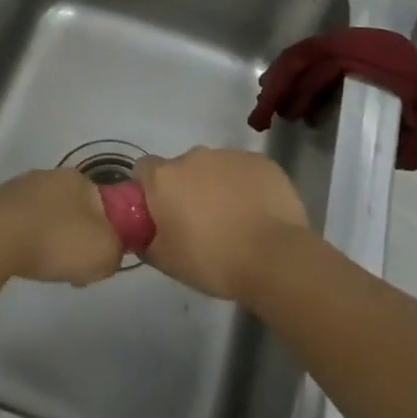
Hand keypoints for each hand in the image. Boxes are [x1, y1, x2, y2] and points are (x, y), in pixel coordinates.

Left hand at [0, 168, 124, 285]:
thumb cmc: (57, 241)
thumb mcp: (105, 254)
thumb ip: (117, 252)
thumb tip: (109, 252)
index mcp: (81, 179)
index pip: (104, 205)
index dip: (107, 234)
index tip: (99, 258)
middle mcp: (51, 175)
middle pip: (75, 211)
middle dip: (76, 239)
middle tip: (73, 268)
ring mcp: (21, 186)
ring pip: (46, 217)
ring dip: (49, 240)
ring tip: (43, 268)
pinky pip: (20, 224)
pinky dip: (24, 241)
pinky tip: (20, 259)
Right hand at [136, 147, 308, 300]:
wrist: (275, 257)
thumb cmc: (212, 260)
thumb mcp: (166, 261)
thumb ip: (145, 240)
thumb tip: (141, 233)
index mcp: (165, 177)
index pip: (144, 170)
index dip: (149, 191)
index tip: (160, 215)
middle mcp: (194, 156)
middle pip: (182, 169)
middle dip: (186, 190)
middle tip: (199, 224)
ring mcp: (230, 156)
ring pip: (214, 169)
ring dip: (216, 187)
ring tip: (233, 222)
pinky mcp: (262, 162)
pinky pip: (244, 172)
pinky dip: (245, 187)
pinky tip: (256, 214)